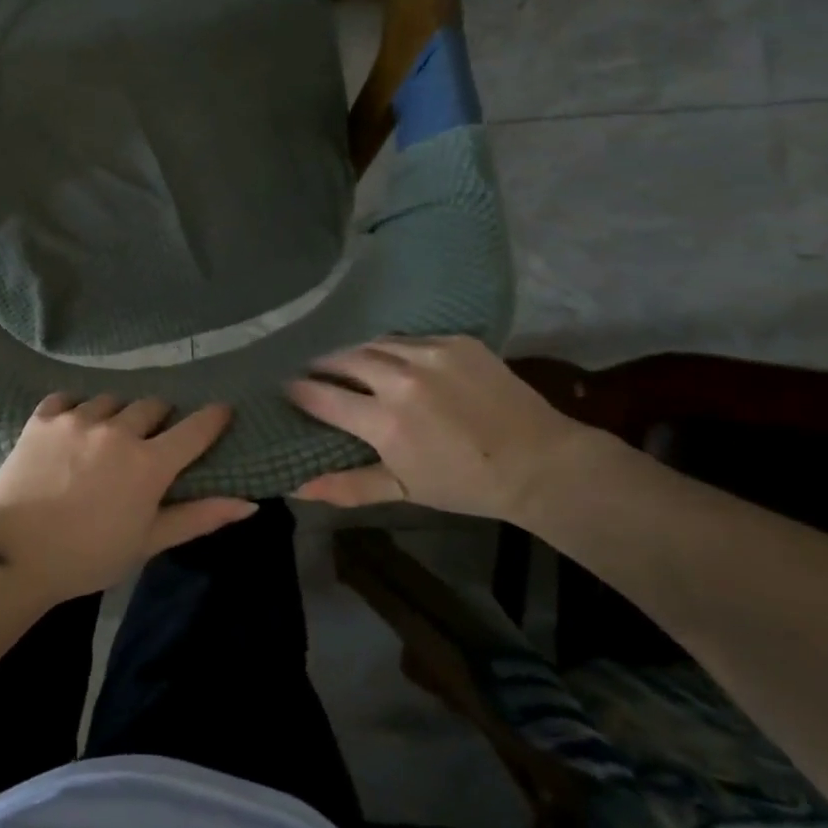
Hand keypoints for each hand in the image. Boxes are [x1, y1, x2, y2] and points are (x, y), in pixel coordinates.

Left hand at [0, 394, 255, 602]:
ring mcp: (77, 419)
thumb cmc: (89, 556)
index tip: (221, 412)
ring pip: (110, 400)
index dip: (213, 418)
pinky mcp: (43, 417)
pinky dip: (76, 409)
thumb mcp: (148, 542)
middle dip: (159, 419)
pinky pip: (68, 398)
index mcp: (148, 463)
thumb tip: (249, 503)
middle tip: (150, 440)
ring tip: (107, 437)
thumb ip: (198, 517)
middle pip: (151, 406)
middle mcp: (117, 430)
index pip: (194, 428)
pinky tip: (73, 428)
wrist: (16, 553)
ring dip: (117, 414)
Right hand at [285, 335, 600, 521]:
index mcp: (385, 421)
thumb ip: (347, 485)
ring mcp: (430, 354)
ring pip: (373, 343)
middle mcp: (401, 379)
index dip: (298, 391)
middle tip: (313, 372)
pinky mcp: (456, 341)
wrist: (541, 462)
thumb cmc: (465, 484)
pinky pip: (407, 338)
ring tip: (349, 364)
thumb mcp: (403, 489)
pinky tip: (394, 361)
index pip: (321, 395)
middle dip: (322, 365)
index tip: (286, 389)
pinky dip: (392, 348)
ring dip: (355, 353)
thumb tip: (295, 488)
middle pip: (342, 359)